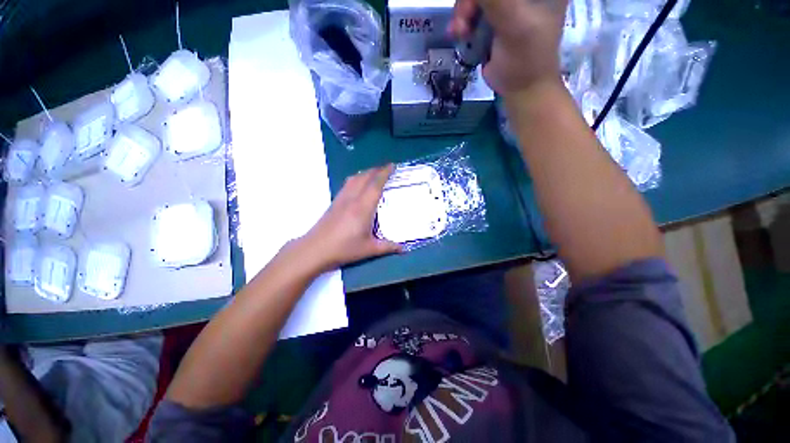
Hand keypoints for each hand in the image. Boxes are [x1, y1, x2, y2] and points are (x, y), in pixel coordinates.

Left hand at [299, 165, 401, 270]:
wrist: (315, 249)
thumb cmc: (343, 249)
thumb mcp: (368, 249)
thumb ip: (387, 247)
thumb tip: (403, 249)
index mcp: (363, 208)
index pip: (375, 185)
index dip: (384, 173)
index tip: (392, 166)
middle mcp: (352, 199)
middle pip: (365, 177)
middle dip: (376, 170)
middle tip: (387, 168)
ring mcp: (341, 199)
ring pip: (354, 179)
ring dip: (365, 172)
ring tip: (374, 173)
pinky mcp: (334, 202)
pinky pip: (347, 184)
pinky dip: (356, 178)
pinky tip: (358, 184)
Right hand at [450, 0, 567, 95]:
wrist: (520, 88)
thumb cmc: (525, 58)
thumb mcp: (513, 23)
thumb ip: (494, 0)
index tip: (475, 7)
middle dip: (470, 1)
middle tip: (464, 20)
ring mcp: (508, 2)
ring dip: (463, 11)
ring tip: (460, 31)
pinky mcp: (494, 16)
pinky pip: (472, 8)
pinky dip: (462, 19)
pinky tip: (459, 32)